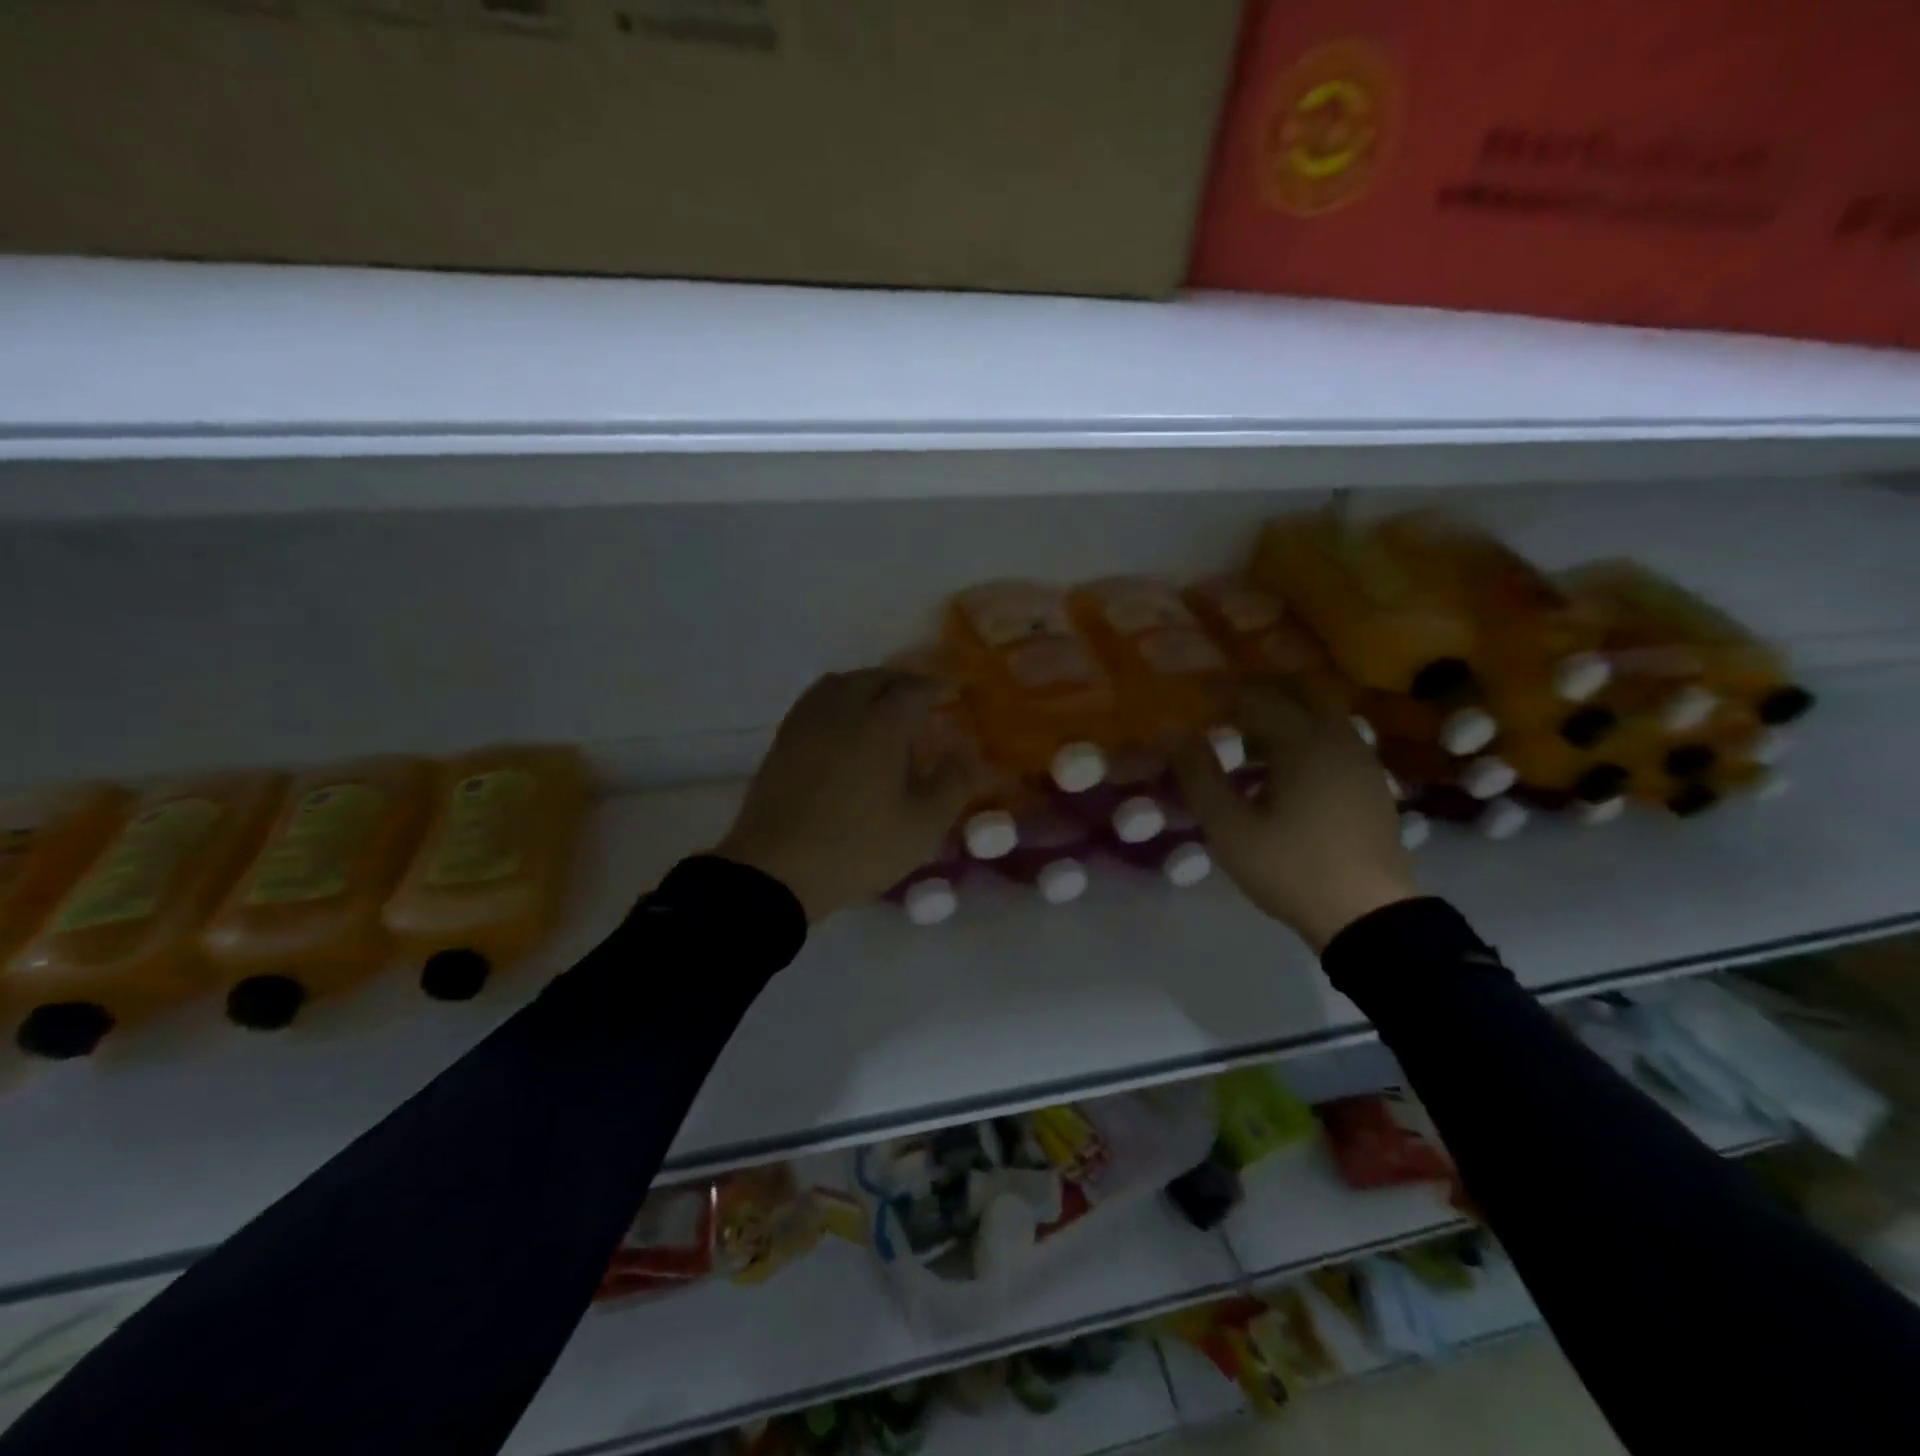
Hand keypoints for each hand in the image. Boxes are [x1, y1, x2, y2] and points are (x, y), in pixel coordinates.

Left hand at [715, 669, 980, 921]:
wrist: (776, 871)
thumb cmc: (858, 847)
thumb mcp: (922, 824)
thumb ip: (954, 783)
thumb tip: (971, 756)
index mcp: (880, 723)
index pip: (915, 688)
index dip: (938, 686)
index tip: (954, 690)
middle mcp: (842, 710)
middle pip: (876, 678)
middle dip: (904, 682)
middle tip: (923, 699)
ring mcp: (807, 722)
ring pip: (842, 683)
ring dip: (868, 685)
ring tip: (883, 706)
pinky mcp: (783, 740)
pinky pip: (816, 700)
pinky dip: (839, 699)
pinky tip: (844, 725)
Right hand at [1173, 679, 1418, 952]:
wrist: (1368, 915)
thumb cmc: (1290, 868)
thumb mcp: (1229, 827)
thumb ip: (1198, 775)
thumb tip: (1172, 732)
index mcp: (1302, 741)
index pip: (1254, 696)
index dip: (1217, 694)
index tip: (1190, 701)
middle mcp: (1337, 737)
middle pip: (1295, 691)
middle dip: (1254, 694)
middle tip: (1219, 712)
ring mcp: (1360, 758)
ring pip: (1318, 713)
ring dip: (1281, 715)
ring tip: (1245, 744)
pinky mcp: (1370, 781)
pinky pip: (1333, 738)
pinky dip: (1303, 737)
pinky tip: (1282, 771)